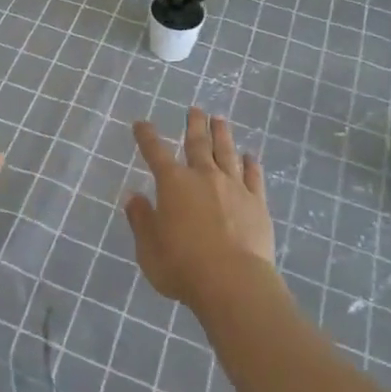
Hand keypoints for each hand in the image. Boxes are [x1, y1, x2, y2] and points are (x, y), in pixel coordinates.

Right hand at [125, 108, 279, 311]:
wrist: (233, 282)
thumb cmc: (182, 266)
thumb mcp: (149, 248)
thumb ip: (141, 219)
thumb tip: (133, 196)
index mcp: (173, 183)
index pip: (155, 152)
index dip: (147, 136)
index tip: (142, 123)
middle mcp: (203, 176)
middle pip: (198, 143)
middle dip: (194, 124)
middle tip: (195, 109)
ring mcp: (233, 187)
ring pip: (226, 152)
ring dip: (222, 134)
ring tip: (220, 119)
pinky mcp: (257, 203)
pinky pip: (253, 177)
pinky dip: (251, 164)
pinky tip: (250, 156)